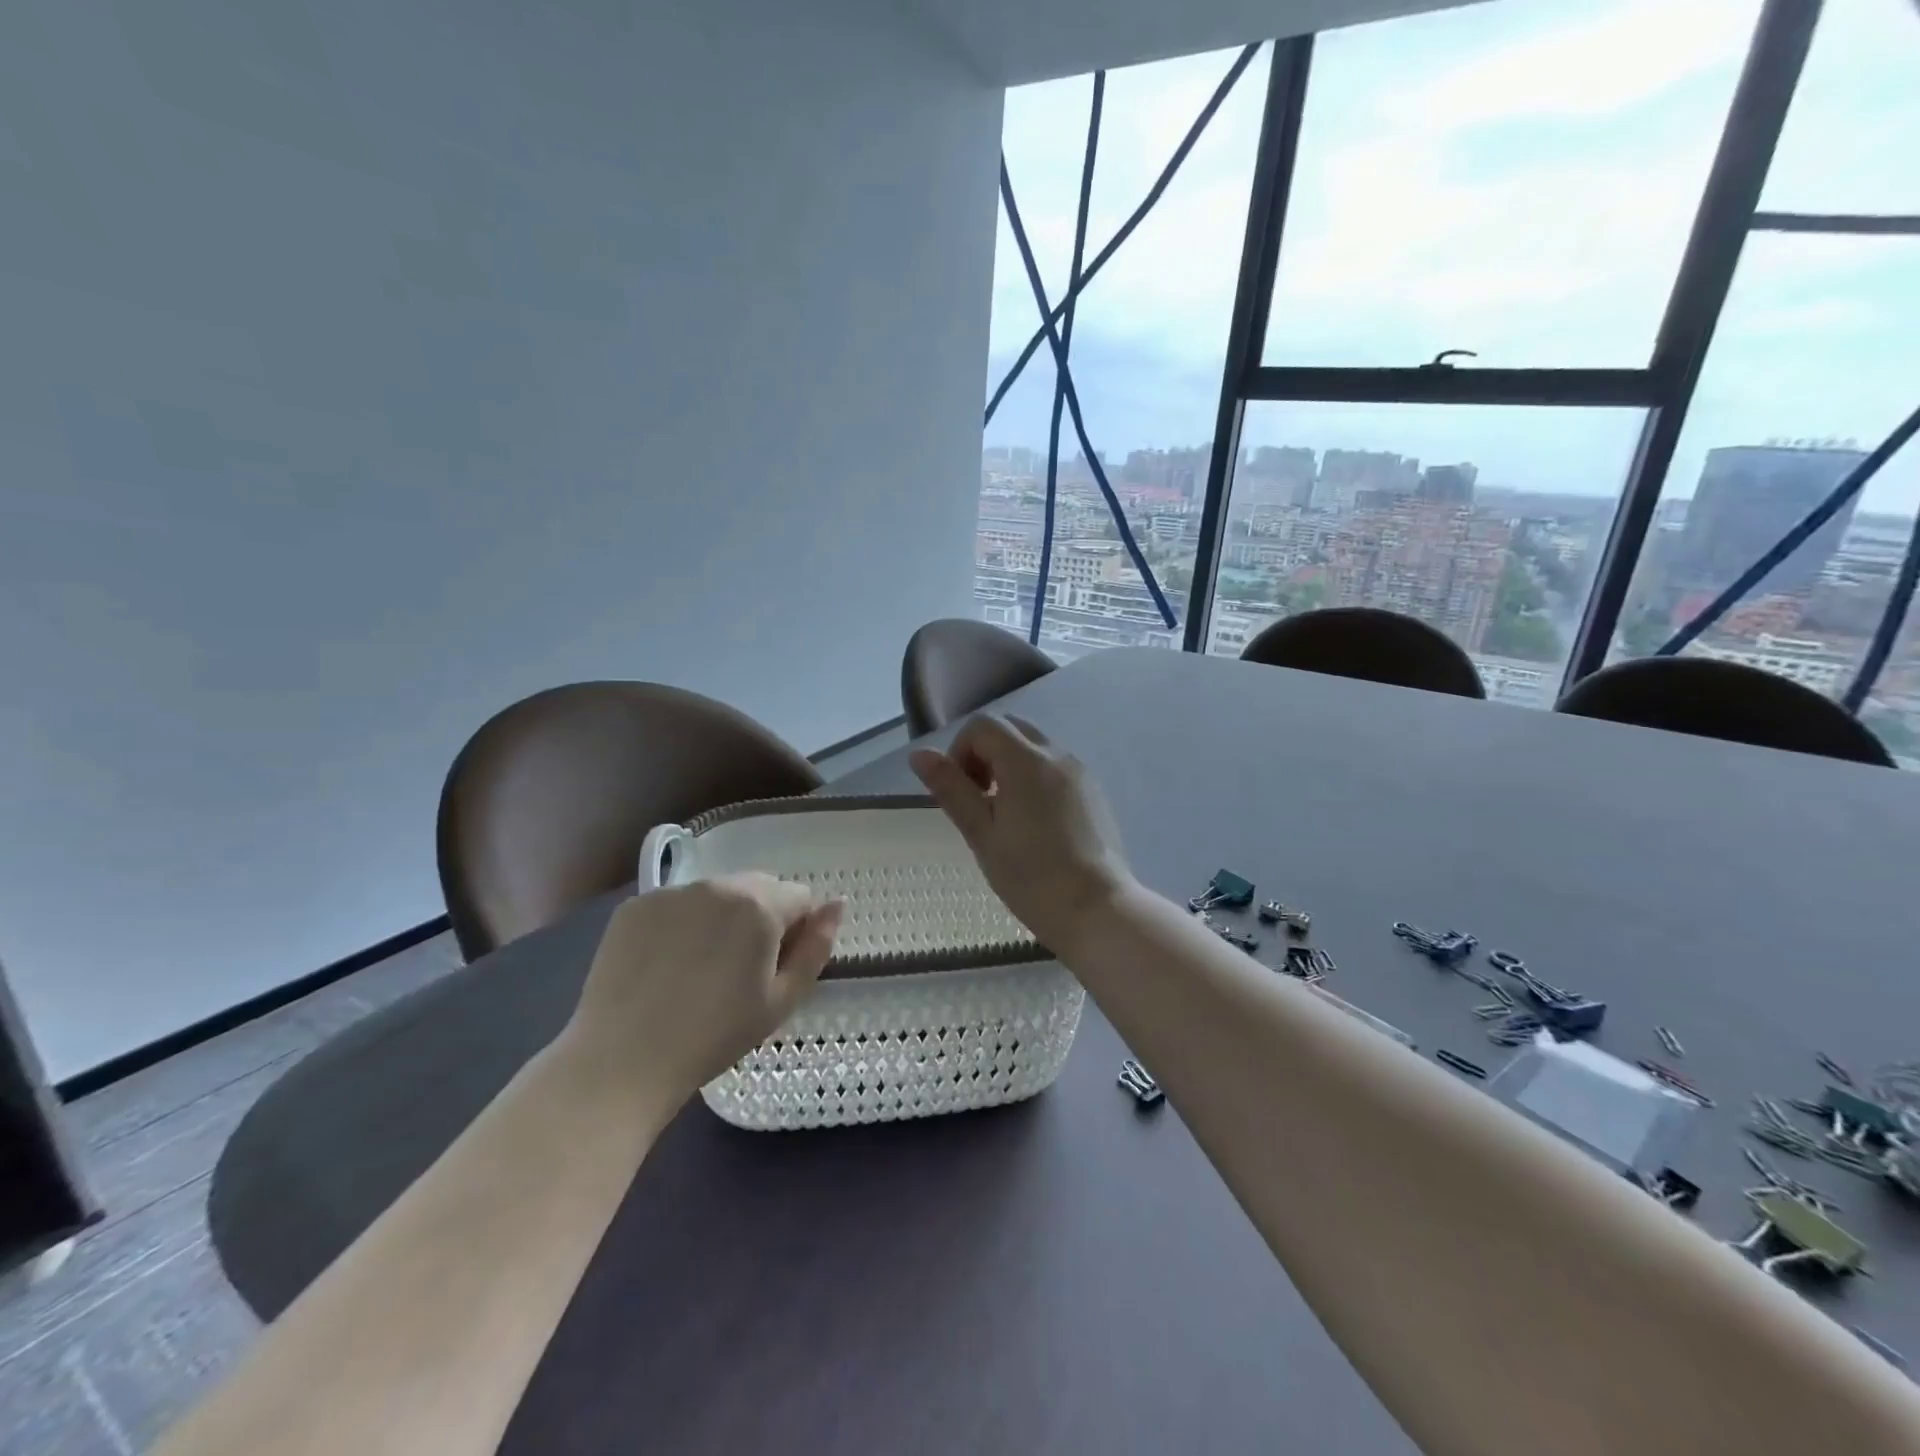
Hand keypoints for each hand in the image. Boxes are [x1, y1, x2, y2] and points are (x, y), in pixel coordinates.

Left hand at [558, 874, 843, 1098]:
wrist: (622, 1061)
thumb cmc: (714, 1036)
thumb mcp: (781, 1001)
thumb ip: (817, 947)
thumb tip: (838, 903)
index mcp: (759, 905)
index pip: (800, 897)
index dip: (796, 932)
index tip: (774, 969)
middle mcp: (717, 884)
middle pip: (759, 888)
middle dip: (761, 917)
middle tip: (740, 971)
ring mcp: (671, 892)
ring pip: (716, 894)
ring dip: (721, 918)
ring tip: (699, 970)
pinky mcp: (634, 906)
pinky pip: (676, 904)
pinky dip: (680, 924)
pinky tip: (665, 965)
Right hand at [910, 714, 1134, 954]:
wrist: (1096, 909)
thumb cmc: (1031, 876)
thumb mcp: (981, 834)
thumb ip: (951, 789)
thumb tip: (919, 754)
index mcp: (1025, 760)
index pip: (982, 726)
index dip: (960, 750)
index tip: (960, 791)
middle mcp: (1056, 755)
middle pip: (1010, 728)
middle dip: (984, 753)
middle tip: (978, 800)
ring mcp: (1079, 772)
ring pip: (1034, 747)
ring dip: (1009, 765)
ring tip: (1004, 815)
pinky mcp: (1093, 792)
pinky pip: (1055, 768)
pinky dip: (1034, 778)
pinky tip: (1033, 824)